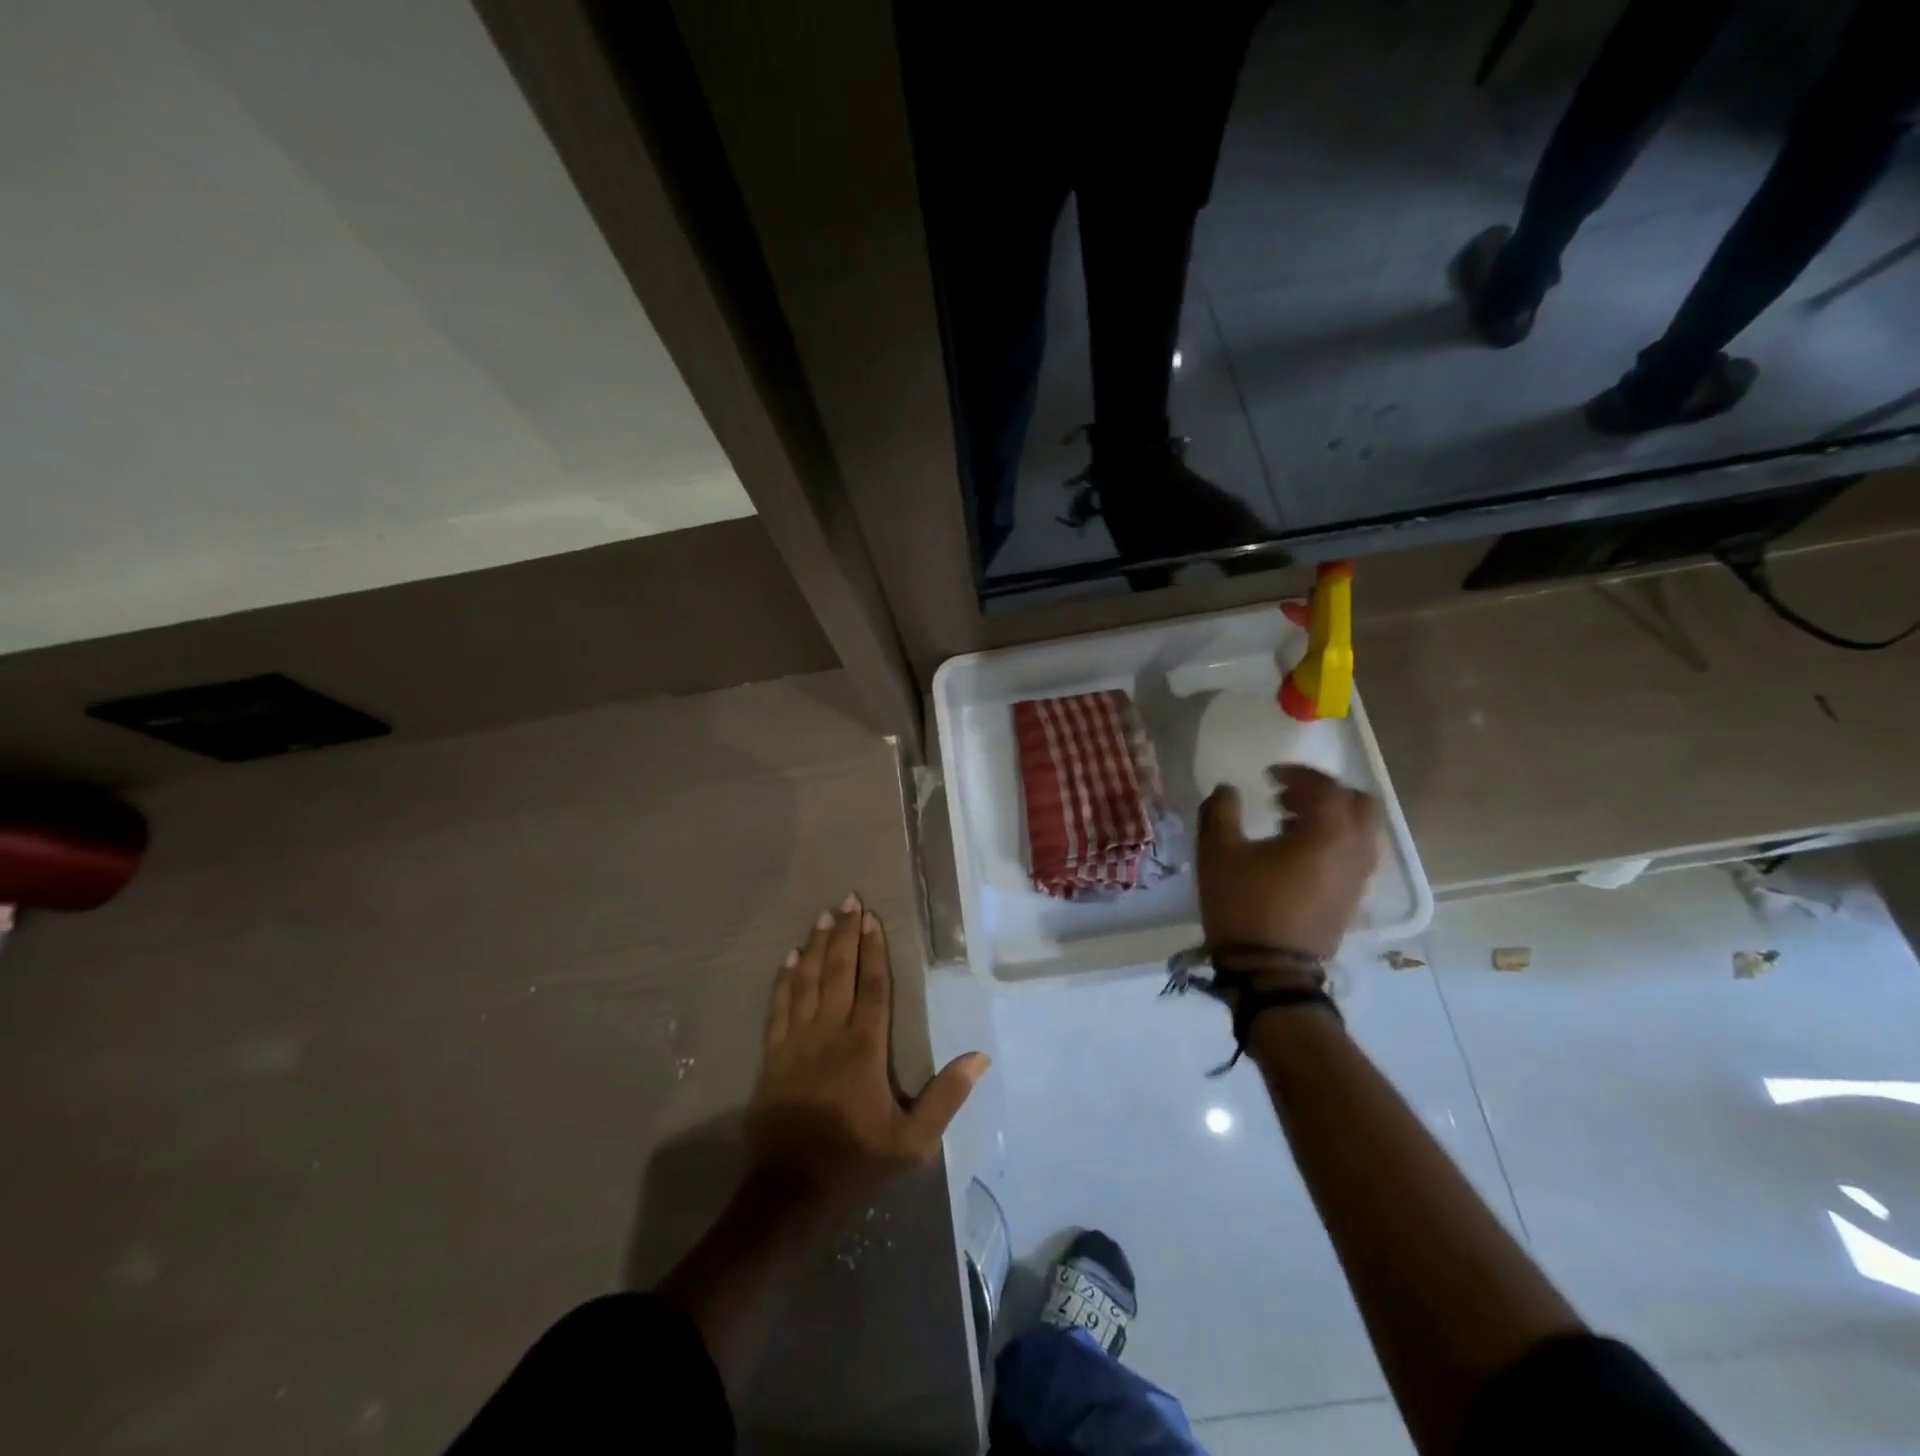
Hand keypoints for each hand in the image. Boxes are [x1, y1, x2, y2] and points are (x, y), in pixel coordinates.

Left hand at [747, 896, 989, 1217]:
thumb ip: (946, 1097)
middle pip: (838, 972)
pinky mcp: (772, 1056)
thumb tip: (979, 1057)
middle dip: (844, 934)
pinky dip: (784, 979)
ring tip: (822, 916)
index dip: (874, 950)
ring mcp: (796, 1042)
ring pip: (806, 981)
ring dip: (815, 946)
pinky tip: (789, 958)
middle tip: (848, 900)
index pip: (873, 987)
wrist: (791, 1193)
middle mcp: (829, 1033)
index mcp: (864, 1048)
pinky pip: (778, 1006)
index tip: (873, 918)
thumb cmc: (857, 1162)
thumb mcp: (913, 1141)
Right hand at [1197, 766, 1379, 958]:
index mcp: (1328, 833)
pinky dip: (1330, 841)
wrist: (1269, 972)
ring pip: (1358, 831)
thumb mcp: (1217, 852)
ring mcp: (1357, 878)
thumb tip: (1227, 790)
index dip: (1297, 773)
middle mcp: (1354, 851)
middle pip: (1357, 804)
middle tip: (1286, 795)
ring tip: (1286, 822)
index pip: (1325, 787)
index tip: (1268, 775)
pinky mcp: (1351, 900)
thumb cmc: (1244, 905)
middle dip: (1323, 793)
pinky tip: (1293, 853)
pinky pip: (1352, 855)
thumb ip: (1220, 810)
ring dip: (1328, 817)